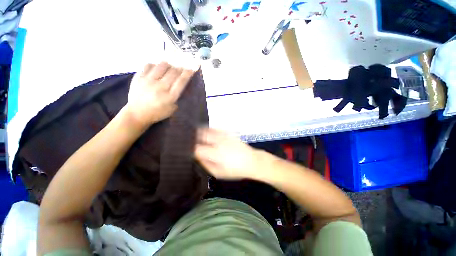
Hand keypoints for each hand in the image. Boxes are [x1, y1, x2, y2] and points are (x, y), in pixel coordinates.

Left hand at [125, 62, 195, 126]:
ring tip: (170, 67)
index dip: (188, 73)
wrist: (137, 114)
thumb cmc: (157, 113)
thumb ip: (177, 98)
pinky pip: (148, 65)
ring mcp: (149, 81)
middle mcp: (160, 87)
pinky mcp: (139, 77)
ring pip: (162, 66)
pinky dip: (155, 65)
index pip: (181, 81)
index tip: (192, 68)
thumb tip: (180, 86)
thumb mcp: (172, 109)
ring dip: (169, 65)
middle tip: (182, 67)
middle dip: (180, 68)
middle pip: (173, 72)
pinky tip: (157, 68)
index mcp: (170, 96)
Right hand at [195, 128, 264, 179]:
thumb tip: (197, 156)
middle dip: (194, 137)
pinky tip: (206, 131)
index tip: (189, 150)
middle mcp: (219, 142)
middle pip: (202, 136)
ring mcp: (224, 136)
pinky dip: (209, 129)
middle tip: (189, 141)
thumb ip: (206, 164)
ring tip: (195, 134)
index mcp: (215, 154)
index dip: (191, 149)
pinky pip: (216, 129)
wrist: (252, 161)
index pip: (198, 149)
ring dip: (200, 131)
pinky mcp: (228, 133)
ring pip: (208, 130)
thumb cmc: (235, 170)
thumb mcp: (219, 173)